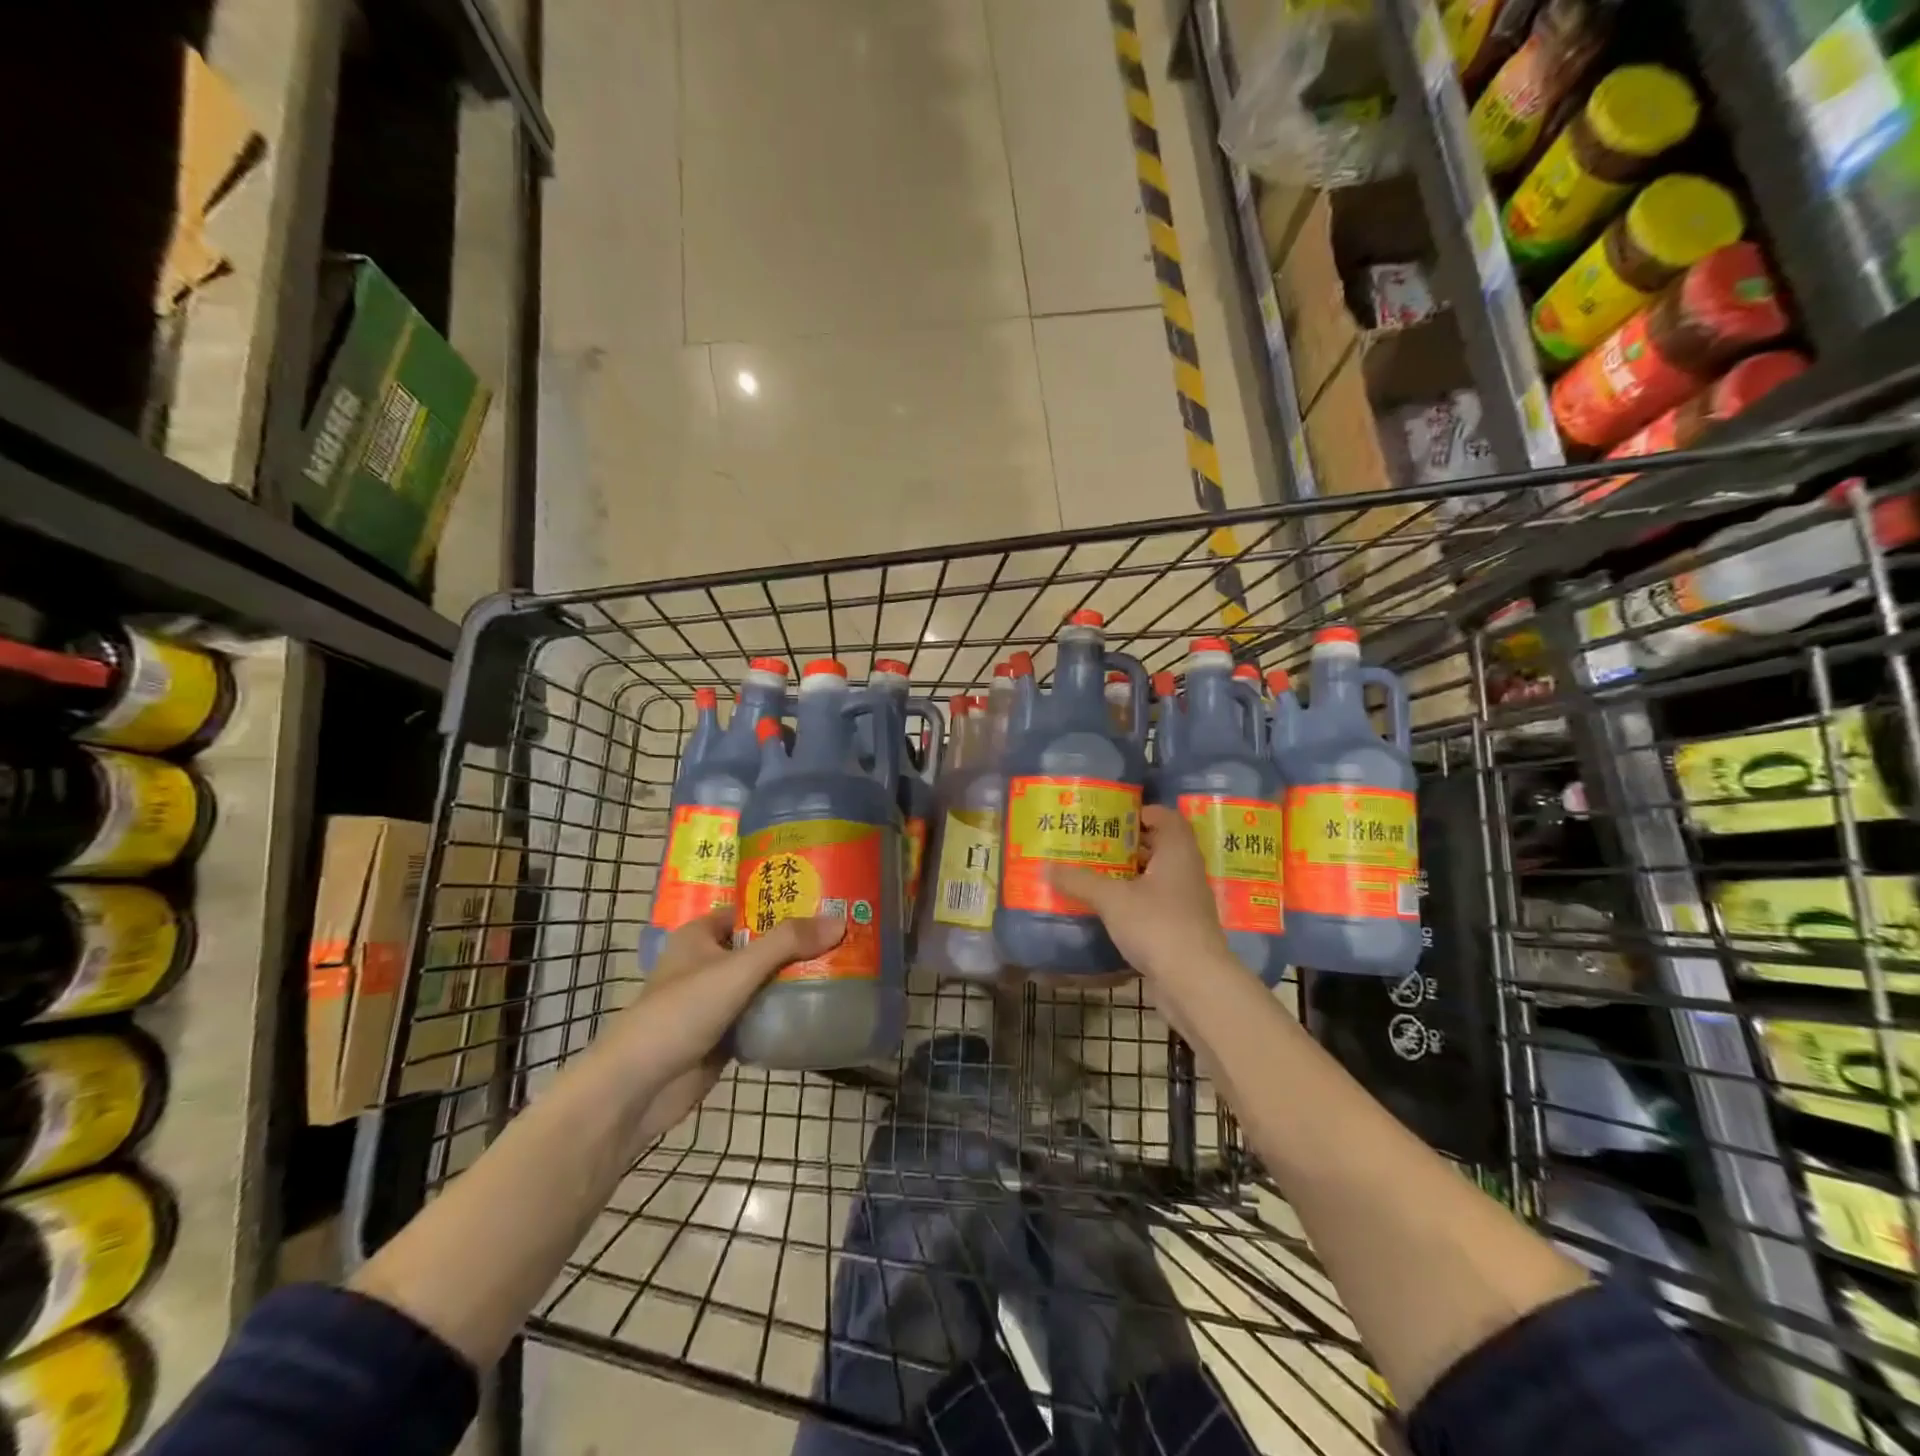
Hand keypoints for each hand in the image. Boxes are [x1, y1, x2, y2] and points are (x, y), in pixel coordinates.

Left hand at [617, 906, 845, 1128]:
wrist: (638, 1089)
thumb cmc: (680, 1013)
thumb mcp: (737, 969)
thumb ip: (786, 943)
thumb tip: (839, 921)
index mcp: (701, 935)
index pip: (751, 910)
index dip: (785, 904)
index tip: (828, 902)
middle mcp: (708, 962)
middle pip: (762, 946)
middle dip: (799, 944)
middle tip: (847, 936)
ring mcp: (716, 1001)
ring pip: (765, 981)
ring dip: (796, 978)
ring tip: (845, 966)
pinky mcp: (725, 1034)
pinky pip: (763, 1014)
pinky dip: (786, 1011)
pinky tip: (821, 1006)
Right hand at [1048, 806, 1237, 1023]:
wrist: (1194, 982)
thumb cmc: (1157, 925)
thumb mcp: (1111, 899)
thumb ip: (1079, 881)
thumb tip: (1046, 866)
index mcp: (1177, 851)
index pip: (1165, 816)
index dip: (1140, 812)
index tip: (1109, 816)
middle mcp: (1186, 870)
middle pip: (1158, 845)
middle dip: (1126, 843)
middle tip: (1093, 842)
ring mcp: (1186, 901)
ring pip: (1155, 876)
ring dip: (1128, 874)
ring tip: (1093, 872)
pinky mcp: (1181, 927)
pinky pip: (1154, 903)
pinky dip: (1133, 900)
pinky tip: (1107, 908)